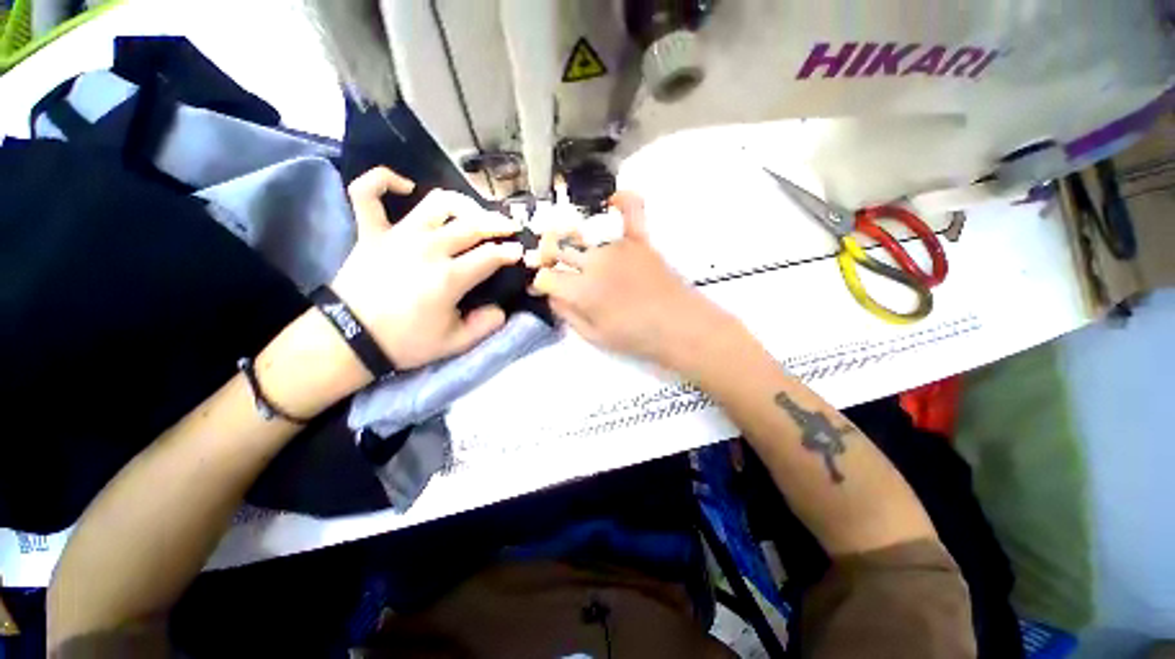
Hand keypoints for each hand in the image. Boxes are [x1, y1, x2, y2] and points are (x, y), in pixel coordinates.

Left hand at [331, 167, 522, 370]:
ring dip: (461, 203)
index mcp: (449, 277)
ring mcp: (398, 236)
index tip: (520, 252)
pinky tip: (405, 186)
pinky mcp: (371, 232)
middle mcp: (428, 249)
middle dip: (498, 224)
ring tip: (472, 211)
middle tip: (510, 227)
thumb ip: (485, 325)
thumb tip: (501, 309)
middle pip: (472, 225)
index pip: (491, 256)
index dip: (510, 252)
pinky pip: (368, 193)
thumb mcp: (455, 343)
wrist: (350, 339)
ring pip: (436, 203)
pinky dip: (383, 181)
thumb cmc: (405, 342)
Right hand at [530, 191, 737, 371]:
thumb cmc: (636, 337)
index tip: (542, 287)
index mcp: (581, 291)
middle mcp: (594, 262)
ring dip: (570, 238)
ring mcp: (618, 247)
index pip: (546, 277)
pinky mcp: (639, 241)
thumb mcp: (594, 336)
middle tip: (552, 265)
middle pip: (558, 248)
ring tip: (572, 247)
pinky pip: (631, 211)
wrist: (679, 326)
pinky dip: (622, 200)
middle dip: (546, 255)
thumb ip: (568, 314)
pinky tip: (611, 199)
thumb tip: (551, 296)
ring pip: (582, 233)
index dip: (539, 282)